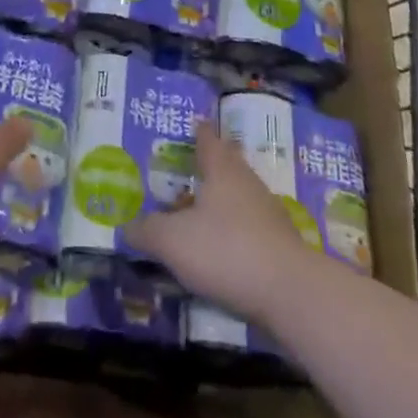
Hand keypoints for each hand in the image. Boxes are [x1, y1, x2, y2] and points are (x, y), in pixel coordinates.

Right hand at [125, 123, 312, 324]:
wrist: (291, 293)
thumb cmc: (226, 251)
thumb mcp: (173, 241)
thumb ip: (147, 231)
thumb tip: (127, 227)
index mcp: (221, 169)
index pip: (208, 139)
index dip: (198, 131)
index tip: (193, 124)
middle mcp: (247, 182)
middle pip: (228, 163)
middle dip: (212, 163)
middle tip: (192, 166)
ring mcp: (268, 213)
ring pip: (240, 195)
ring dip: (222, 200)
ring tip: (200, 212)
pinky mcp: (281, 244)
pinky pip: (251, 226)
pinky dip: (236, 230)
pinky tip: (223, 249)